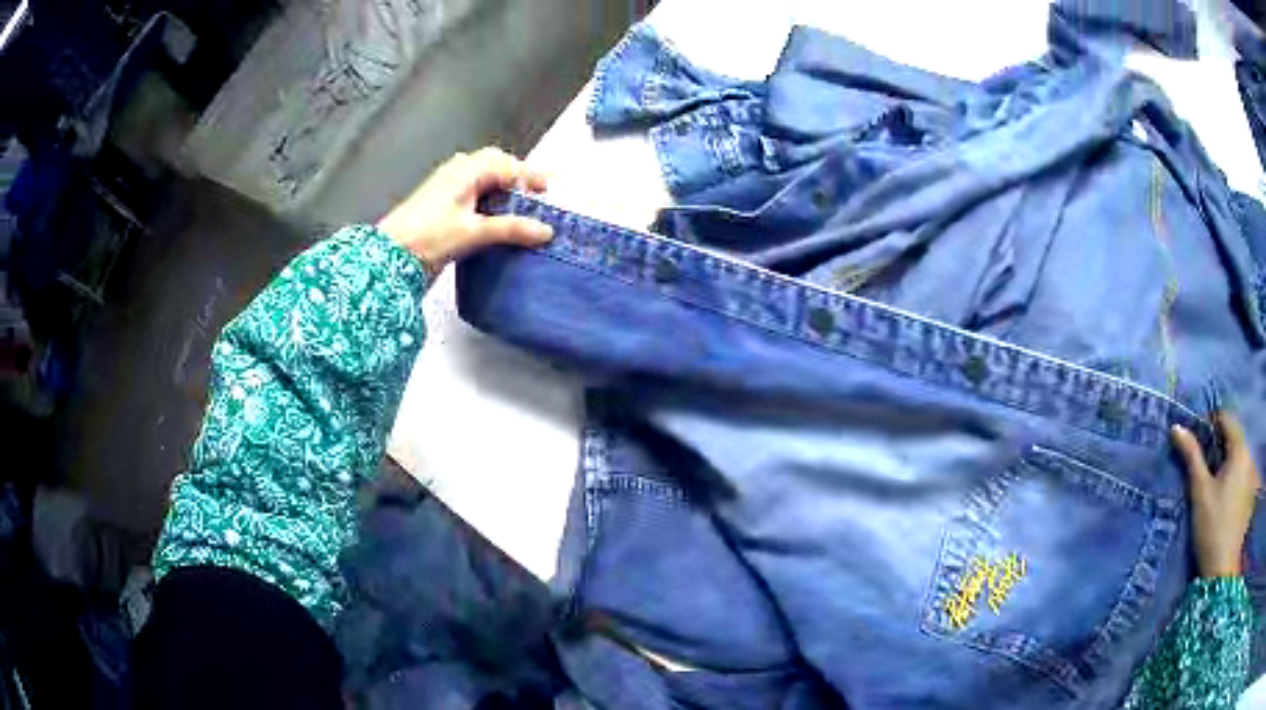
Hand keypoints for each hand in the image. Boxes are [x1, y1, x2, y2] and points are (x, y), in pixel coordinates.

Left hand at [377, 147, 551, 273]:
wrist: (388, 255)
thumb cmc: (430, 238)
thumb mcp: (474, 232)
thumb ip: (512, 229)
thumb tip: (546, 231)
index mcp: (468, 170)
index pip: (508, 165)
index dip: (530, 176)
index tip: (546, 193)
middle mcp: (458, 170)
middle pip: (494, 162)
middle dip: (515, 175)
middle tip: (531, 196)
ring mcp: (445, 182)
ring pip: (481, 174)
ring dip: (499, 184)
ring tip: (514, 206)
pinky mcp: (438, 198)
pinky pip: (469, 186)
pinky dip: (485, 194)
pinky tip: (489, 214)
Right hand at [1172, 412, 1261, 577]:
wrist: (1222, 570)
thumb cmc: (1211, 528)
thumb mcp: (1200, 492)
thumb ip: (1192, 457)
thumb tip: (1177, 427)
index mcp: (1240, 449)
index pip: (1227, 418)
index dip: (1211, 421)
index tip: (1197, 436)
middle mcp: (1250, 455)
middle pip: (1235, 438)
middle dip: (1221, 443)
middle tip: (1205, 462)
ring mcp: (1252, 476)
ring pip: (1240, 457)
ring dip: (1229, 461)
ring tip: (1215, 481)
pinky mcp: (1251, 495)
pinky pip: (1244, 474)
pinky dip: (1235, 477)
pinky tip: (1226, 498)